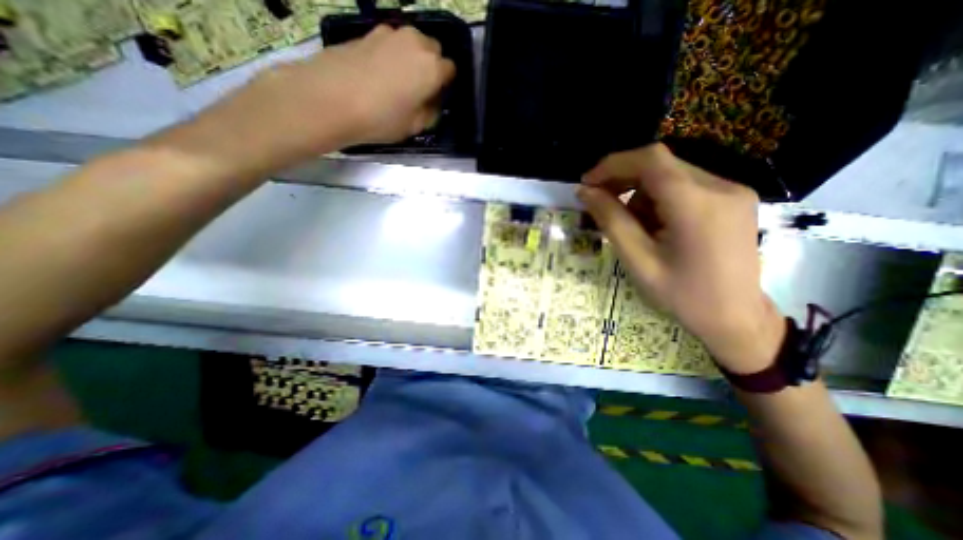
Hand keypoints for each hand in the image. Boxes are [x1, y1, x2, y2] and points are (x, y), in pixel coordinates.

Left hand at [299, 23, 457, 144]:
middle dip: (431, 67)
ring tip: (396, 82)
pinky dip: (391, 55)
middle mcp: (415, 42)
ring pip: (411, 44)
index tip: (434, 99)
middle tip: (417, 90)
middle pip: (433, 50)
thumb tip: (431, 102)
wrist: (329, 99)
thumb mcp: (414, 127)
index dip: (444, 85)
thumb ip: (430, 112)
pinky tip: (377, 75)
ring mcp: (389, 33)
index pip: (450, 70)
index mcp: (432, 67)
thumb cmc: (380, 119)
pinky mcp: (367, 32)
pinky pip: (390, 43)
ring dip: (411, 59)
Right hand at [578, 144, 781, 372]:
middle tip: (600, 202)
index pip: (650, 161)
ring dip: (641, 194)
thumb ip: (610, 220)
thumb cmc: (682, 295)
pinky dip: (660, 198)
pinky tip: (656, 225)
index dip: (613, 165)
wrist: (735, 318)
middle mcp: (721, 187)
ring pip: (670, 175)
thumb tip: (584, 192)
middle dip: (624, 180)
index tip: (588, 183)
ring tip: (634, 227)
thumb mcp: (637, 259)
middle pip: (660, 165)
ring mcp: (732, 190)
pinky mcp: (734, 198)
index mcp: (697, 205)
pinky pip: (685, 185)